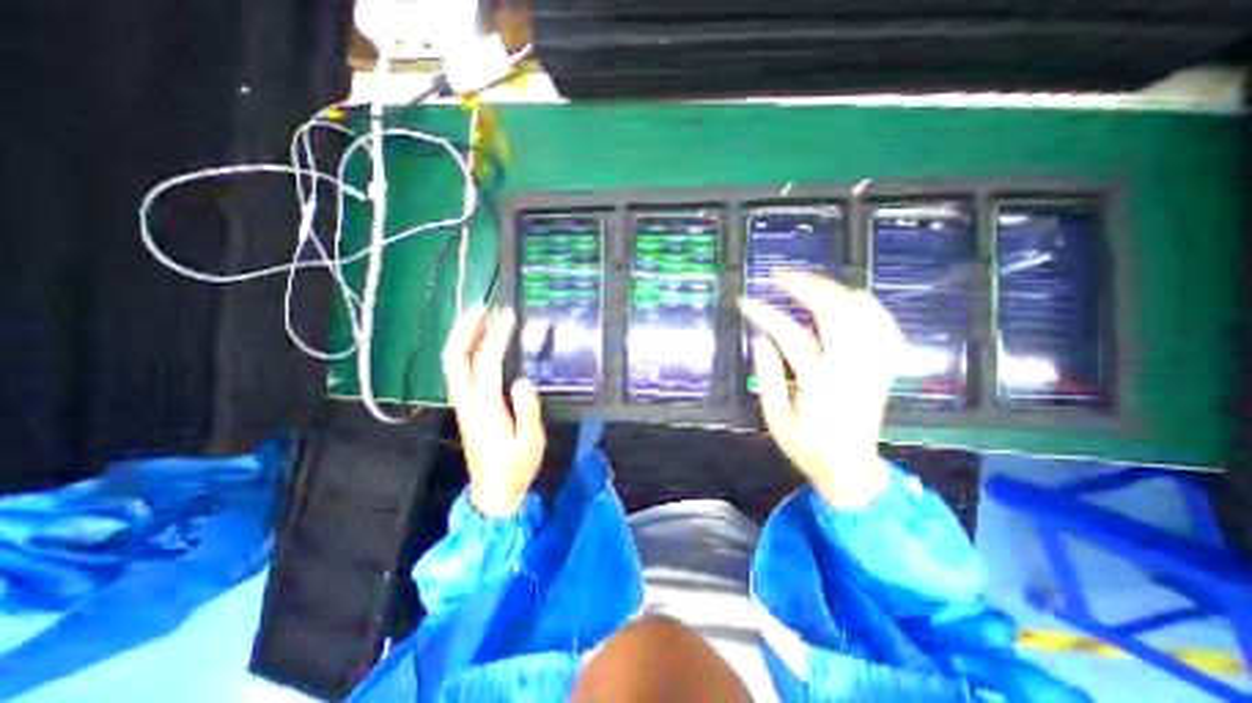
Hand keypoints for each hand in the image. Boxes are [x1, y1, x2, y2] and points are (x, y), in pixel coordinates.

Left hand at [443, 305, 544, 518]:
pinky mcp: (466, 406)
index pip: (486, 362)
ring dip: (463, 336)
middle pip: (455, 358)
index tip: (508, 315)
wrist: (494, 492)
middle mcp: (467, 401)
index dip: (496, 336)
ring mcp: (462, 403)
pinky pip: (459, 371)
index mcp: (484, 408)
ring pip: (452, 363)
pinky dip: (465, 350)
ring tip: (480, 316)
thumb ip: (527, 409)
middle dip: (466, 329)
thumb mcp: (531, 441)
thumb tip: (521, 379)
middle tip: (482, 306)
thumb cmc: (516, 467)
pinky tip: (479, 342)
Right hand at [737, 271, 904, 506]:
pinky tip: (847, 297)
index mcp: (820, 384)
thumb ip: (767, 377)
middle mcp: (852, 368)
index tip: (745, 301)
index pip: (790, 336)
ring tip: (807, 282)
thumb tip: (760, 338)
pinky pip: (883, 325)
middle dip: (806, 287)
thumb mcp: (776, 420)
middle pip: (835, 312)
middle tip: (781, 277)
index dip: (766, 314)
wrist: (853, 471)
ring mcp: (873, 365)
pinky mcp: (883, 367)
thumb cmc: (808, 449)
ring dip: (833, 290)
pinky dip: (865, 304)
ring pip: (862, 312)